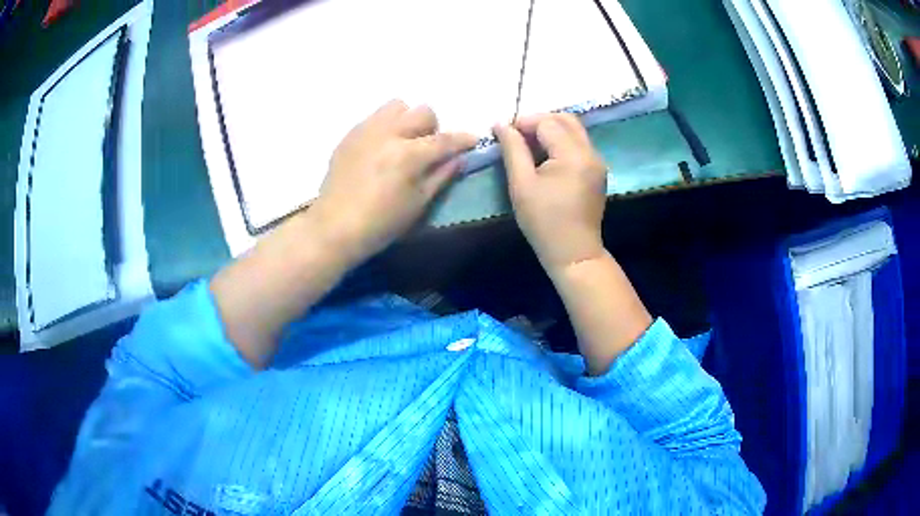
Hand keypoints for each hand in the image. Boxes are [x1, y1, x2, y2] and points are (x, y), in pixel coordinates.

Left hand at [309, 99, 476, 264]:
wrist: (334, 227)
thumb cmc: (381, 224)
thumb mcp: (418, 204)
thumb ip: (442, 176)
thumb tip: (459, 157)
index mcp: (408, 155)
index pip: (444, 139)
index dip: (463, 139)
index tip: (473, 140)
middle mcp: (388, 133)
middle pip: (422, 111)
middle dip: (433, 127)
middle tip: (427, 148)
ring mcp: (366, 131)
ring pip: (397, 106)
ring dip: (407, 120)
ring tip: (402, 143)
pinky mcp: (350, 135)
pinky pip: (375, 118)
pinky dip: (386, 126)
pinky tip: (381, 149)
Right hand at [495, 114, 607, 272]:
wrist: (574, 253)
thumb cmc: (544, 222)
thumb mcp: (521, 185)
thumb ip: (512, 150)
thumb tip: (501, 124)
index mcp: (573, 155)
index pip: (547, 122)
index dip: (524, 122)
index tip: (505, 133)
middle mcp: (591, 152)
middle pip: (566, 119)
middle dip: (539, 121)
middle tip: (518, 136)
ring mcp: (597, 161)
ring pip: (574, 130)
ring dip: (551, 130)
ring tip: (529, 146)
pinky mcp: (598, 171)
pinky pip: (579, 144)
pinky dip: (561, 142)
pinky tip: (546, 157)